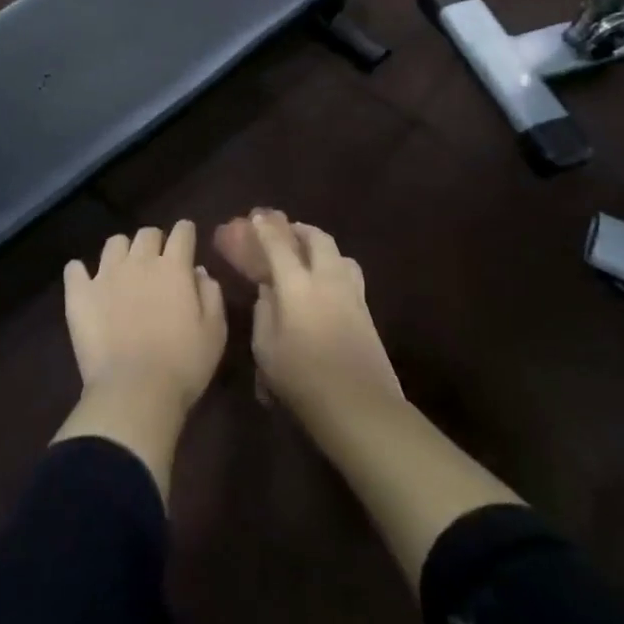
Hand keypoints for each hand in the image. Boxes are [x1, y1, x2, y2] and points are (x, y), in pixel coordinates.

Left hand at [65, 222, 226, 411]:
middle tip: (157, 261)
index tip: (186, 239)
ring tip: (124, 271)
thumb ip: (210, 294)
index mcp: (174, 267)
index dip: (185, 232)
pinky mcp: (80, 293)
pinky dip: (80, 273)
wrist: (135, 391)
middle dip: (155, 241)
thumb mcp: (214, 332)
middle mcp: (139, 261)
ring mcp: (106, 274)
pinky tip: (85, 283)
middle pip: (147, 233)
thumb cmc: (183, 365)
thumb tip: (199, 272)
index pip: (182, 232)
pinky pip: (74, 269)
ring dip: (122, 252)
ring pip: (114, 243)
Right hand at [215, 209, 402, 429]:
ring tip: (309, 253)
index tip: (256, 216)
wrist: (360, 407)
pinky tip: (327, 283)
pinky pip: (349, 274)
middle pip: (317, 239)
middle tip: (286, 231)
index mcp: (297, 285)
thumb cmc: (302, 379)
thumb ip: (264, 312)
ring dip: (322, 246)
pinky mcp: (367, 311)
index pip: (278, 245)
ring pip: (339, 254)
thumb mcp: (266, 349)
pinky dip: (335, 267)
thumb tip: (268, 292)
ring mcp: (351, 294)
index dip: (265, 229)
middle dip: (300, 230)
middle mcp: (326, 279)